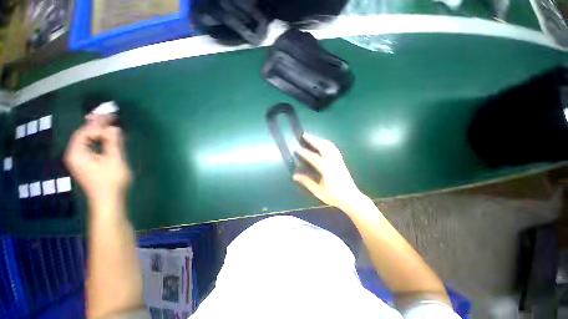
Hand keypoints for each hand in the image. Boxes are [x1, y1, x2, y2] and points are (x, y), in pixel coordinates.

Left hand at [64, 114, 130, 206]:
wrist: (109, 201)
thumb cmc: (111, 181)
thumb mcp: (115, 160)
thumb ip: (113, 142)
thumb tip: (114, 127)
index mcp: (77, 153)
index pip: (85, 132)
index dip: (98, 123)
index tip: (112, 117)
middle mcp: (74, 154)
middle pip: (84, 134)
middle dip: (96, 124)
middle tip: (110, 115)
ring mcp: (79, 160)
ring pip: (87, 140)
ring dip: (98, 131)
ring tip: (109, 123)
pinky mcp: (86, 164)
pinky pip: (90, 146)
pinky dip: (98, 139)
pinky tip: (106, 137)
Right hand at [293, 133, 368, 211]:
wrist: (351, 198)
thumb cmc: (334, 196)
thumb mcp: (318, 191)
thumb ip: (307, 182)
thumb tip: (294, 176)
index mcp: (326, 168)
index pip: (313, 157)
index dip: (304, 152)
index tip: (297, 148)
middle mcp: (333, 161)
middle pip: (322, 146)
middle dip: (313, 140)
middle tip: (304, 135)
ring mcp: (338, 160)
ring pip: (329, 145)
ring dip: (320, 140)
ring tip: (312, 137)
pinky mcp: (341, 161)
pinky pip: (333, 148)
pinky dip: (327, 143)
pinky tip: (323, 143)